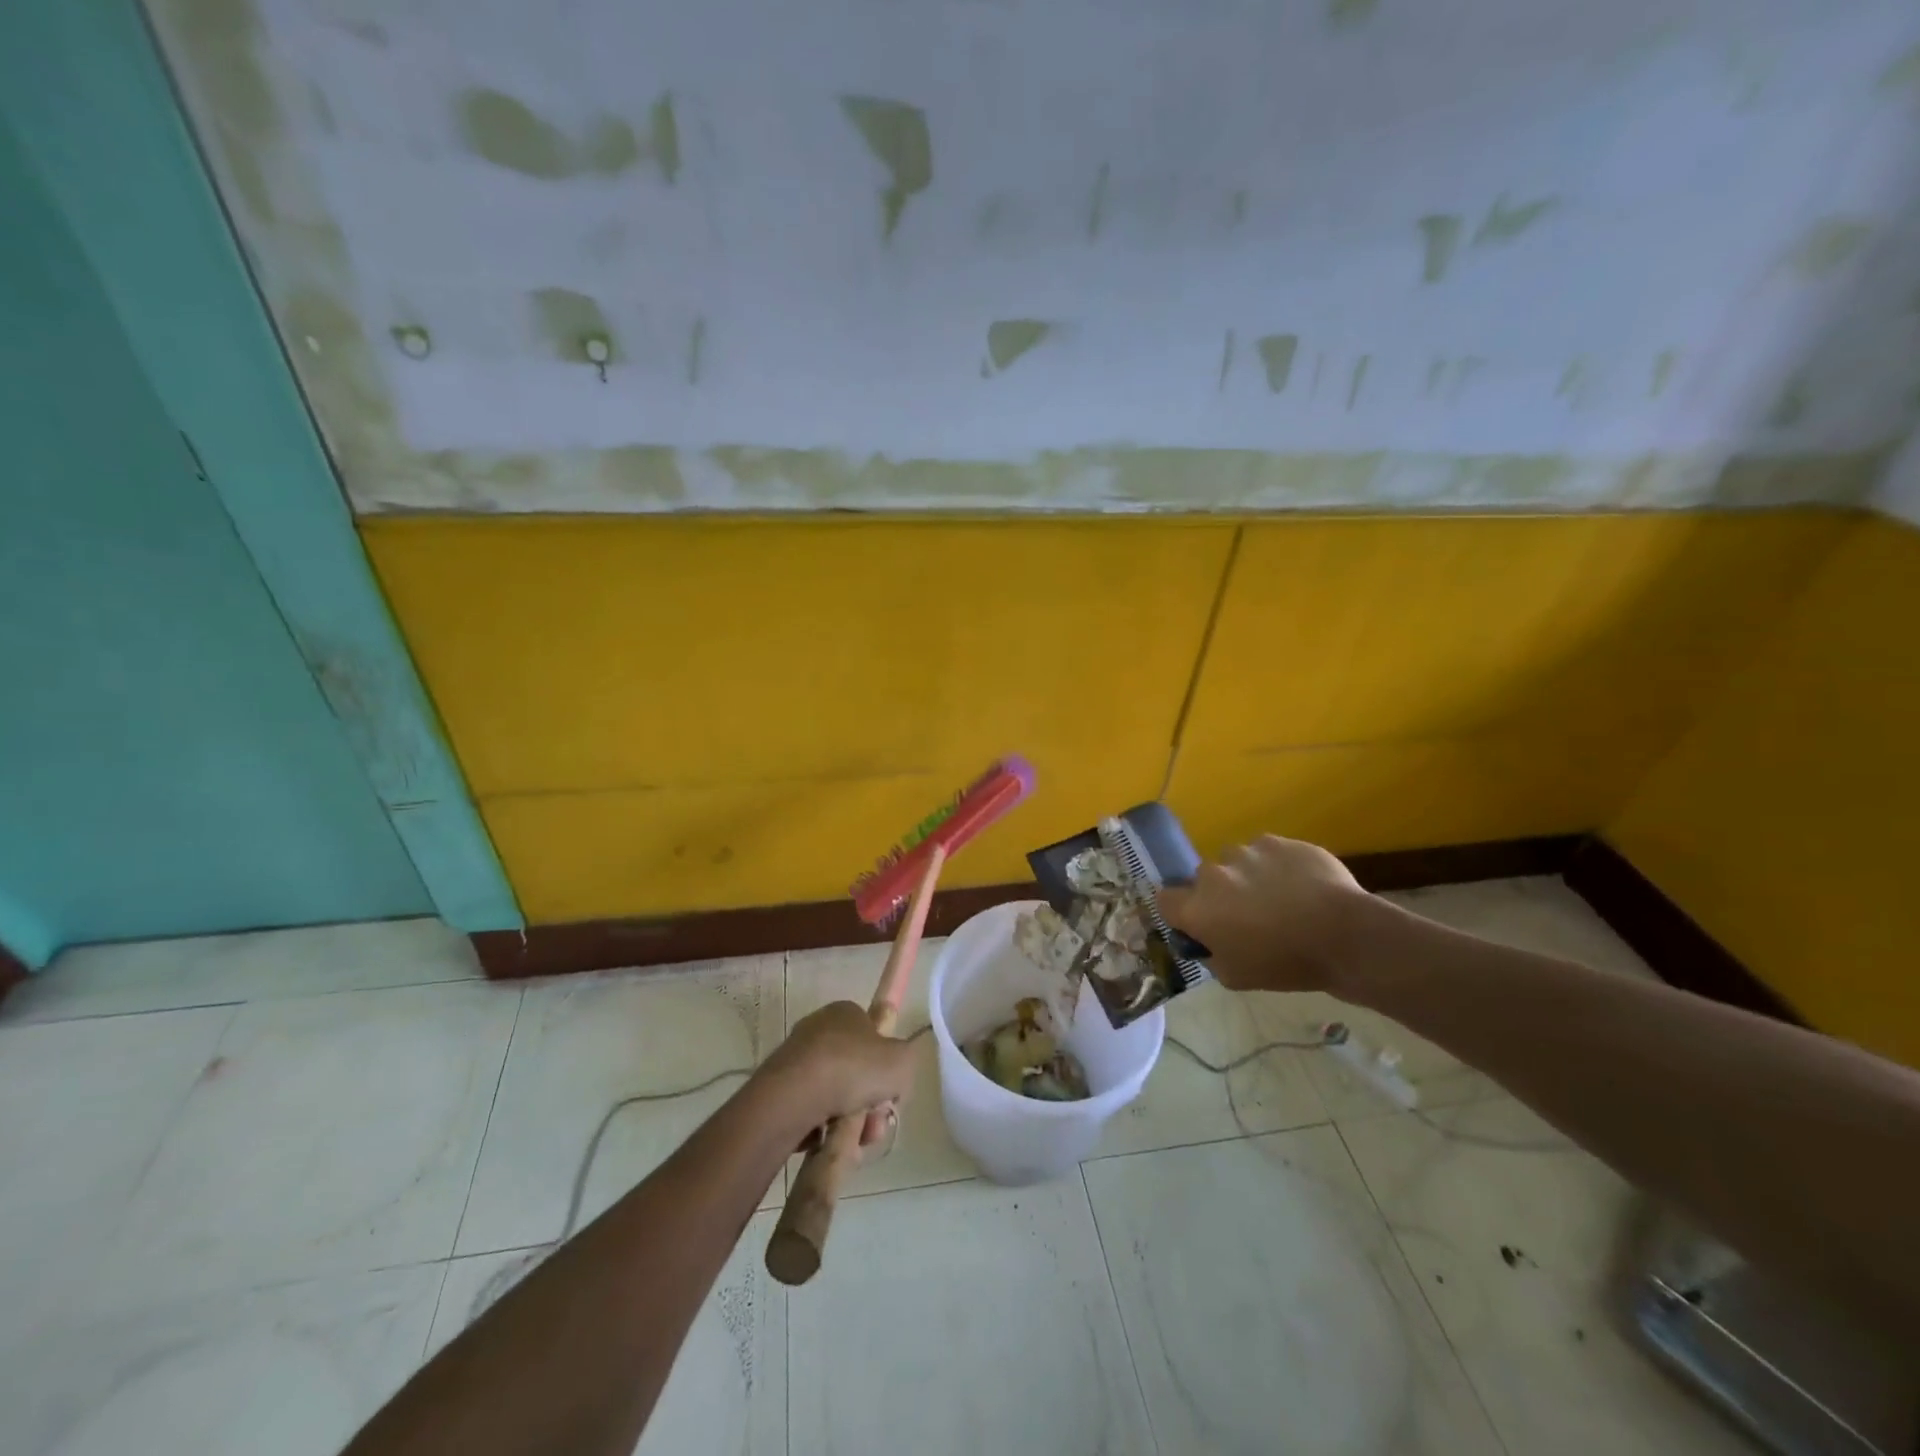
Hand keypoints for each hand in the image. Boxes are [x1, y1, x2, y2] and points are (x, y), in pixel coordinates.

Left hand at [763, 1001, 916, 1150]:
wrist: (794, 1096)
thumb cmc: (853, 1068)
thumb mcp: (901, 1061)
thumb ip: (906, 1062)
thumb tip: (894, 1074)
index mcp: (846, 1012)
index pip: (874, 1036)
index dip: (886, 1066)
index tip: (890, 1092)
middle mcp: (819, 1030)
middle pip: (856, 1071)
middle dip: (870, 1103)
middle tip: (874, 1125)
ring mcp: (797, 1059)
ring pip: (836, 1096)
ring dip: (851, 1121)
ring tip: (854, 1140)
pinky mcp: (780, 1089)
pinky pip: (812, 1111)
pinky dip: (823, 1128)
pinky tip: (828, 1141)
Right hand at [1157, 833, 1366, 992]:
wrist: (1345, 937)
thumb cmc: (1287, 965)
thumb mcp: (1236, 977)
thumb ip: (1211, 953)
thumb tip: (1209, 942)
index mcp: (1198, 908)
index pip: (1164, 900)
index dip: (1179, 911)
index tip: (1199, 923)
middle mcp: (1213, 874)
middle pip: (1202, 879)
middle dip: (1218, 894)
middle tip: (1246, 914)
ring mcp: (1245, 852)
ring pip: (1234, 862)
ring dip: (1245, 876)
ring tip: (1278, 897)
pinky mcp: (1276, 841)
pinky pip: (1265, 852)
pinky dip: (1274, 865)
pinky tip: (1299, 885)